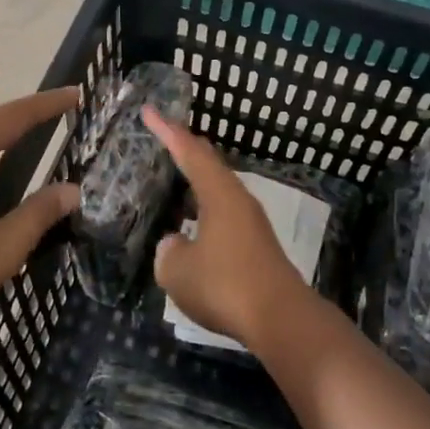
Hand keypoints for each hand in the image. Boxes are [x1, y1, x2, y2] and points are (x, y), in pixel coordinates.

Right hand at [142, 108, 313, 346]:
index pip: (189, 151)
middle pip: (210, 164)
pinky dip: (205, 207)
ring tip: (176, 177)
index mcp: (219, 193)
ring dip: (197, 181)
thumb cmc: (225, 285)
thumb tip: (176, 244)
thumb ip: (168, 251)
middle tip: (164, 136)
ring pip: (219, 189)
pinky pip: (224, 212)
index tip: (149, 110)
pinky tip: (194, 223)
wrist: (280, 318)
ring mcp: (251, 222)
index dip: (167, 130)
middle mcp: (238, 199)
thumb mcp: (177, 271)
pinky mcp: (257, 244)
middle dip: (186, 148)